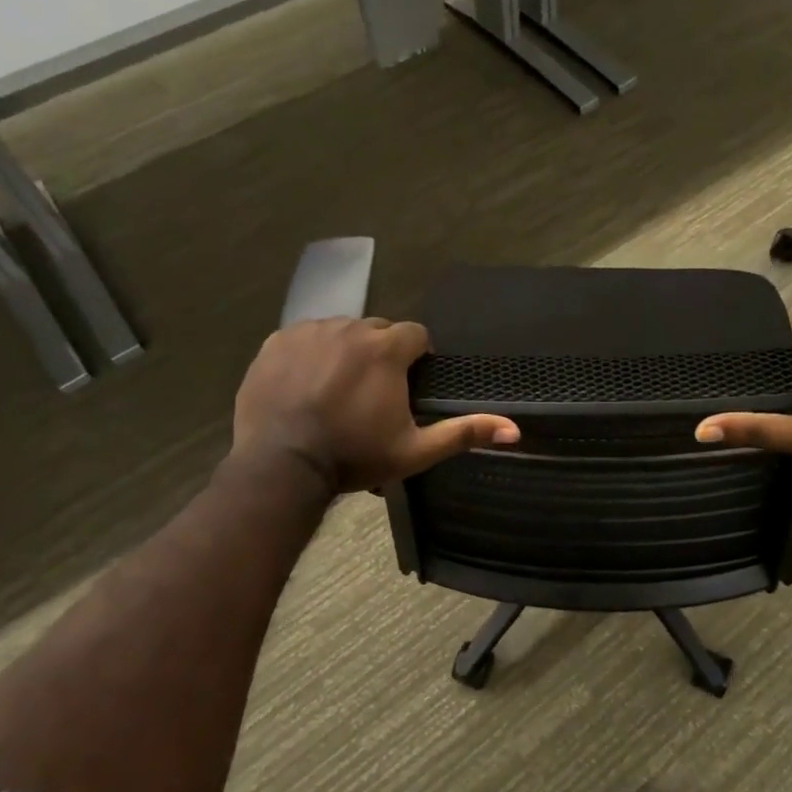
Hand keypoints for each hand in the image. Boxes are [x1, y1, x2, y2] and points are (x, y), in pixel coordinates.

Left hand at [232, 318, 518, 494]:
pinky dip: (311, 354)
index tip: (407, 386)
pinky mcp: (277, 340)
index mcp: (387, 348)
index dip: (415, 359)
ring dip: (346, 352)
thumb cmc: (354, 456)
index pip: (415, 336)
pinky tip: (306, 384)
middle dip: (381, 354)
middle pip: (378, 331)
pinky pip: (305, 337)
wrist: (281, 464)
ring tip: (337, 389)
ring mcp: (310, 331)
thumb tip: (514, 429)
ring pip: (341, 331)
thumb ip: (464, 433)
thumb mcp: (414, 450)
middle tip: (372, 393)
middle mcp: (351, 327)